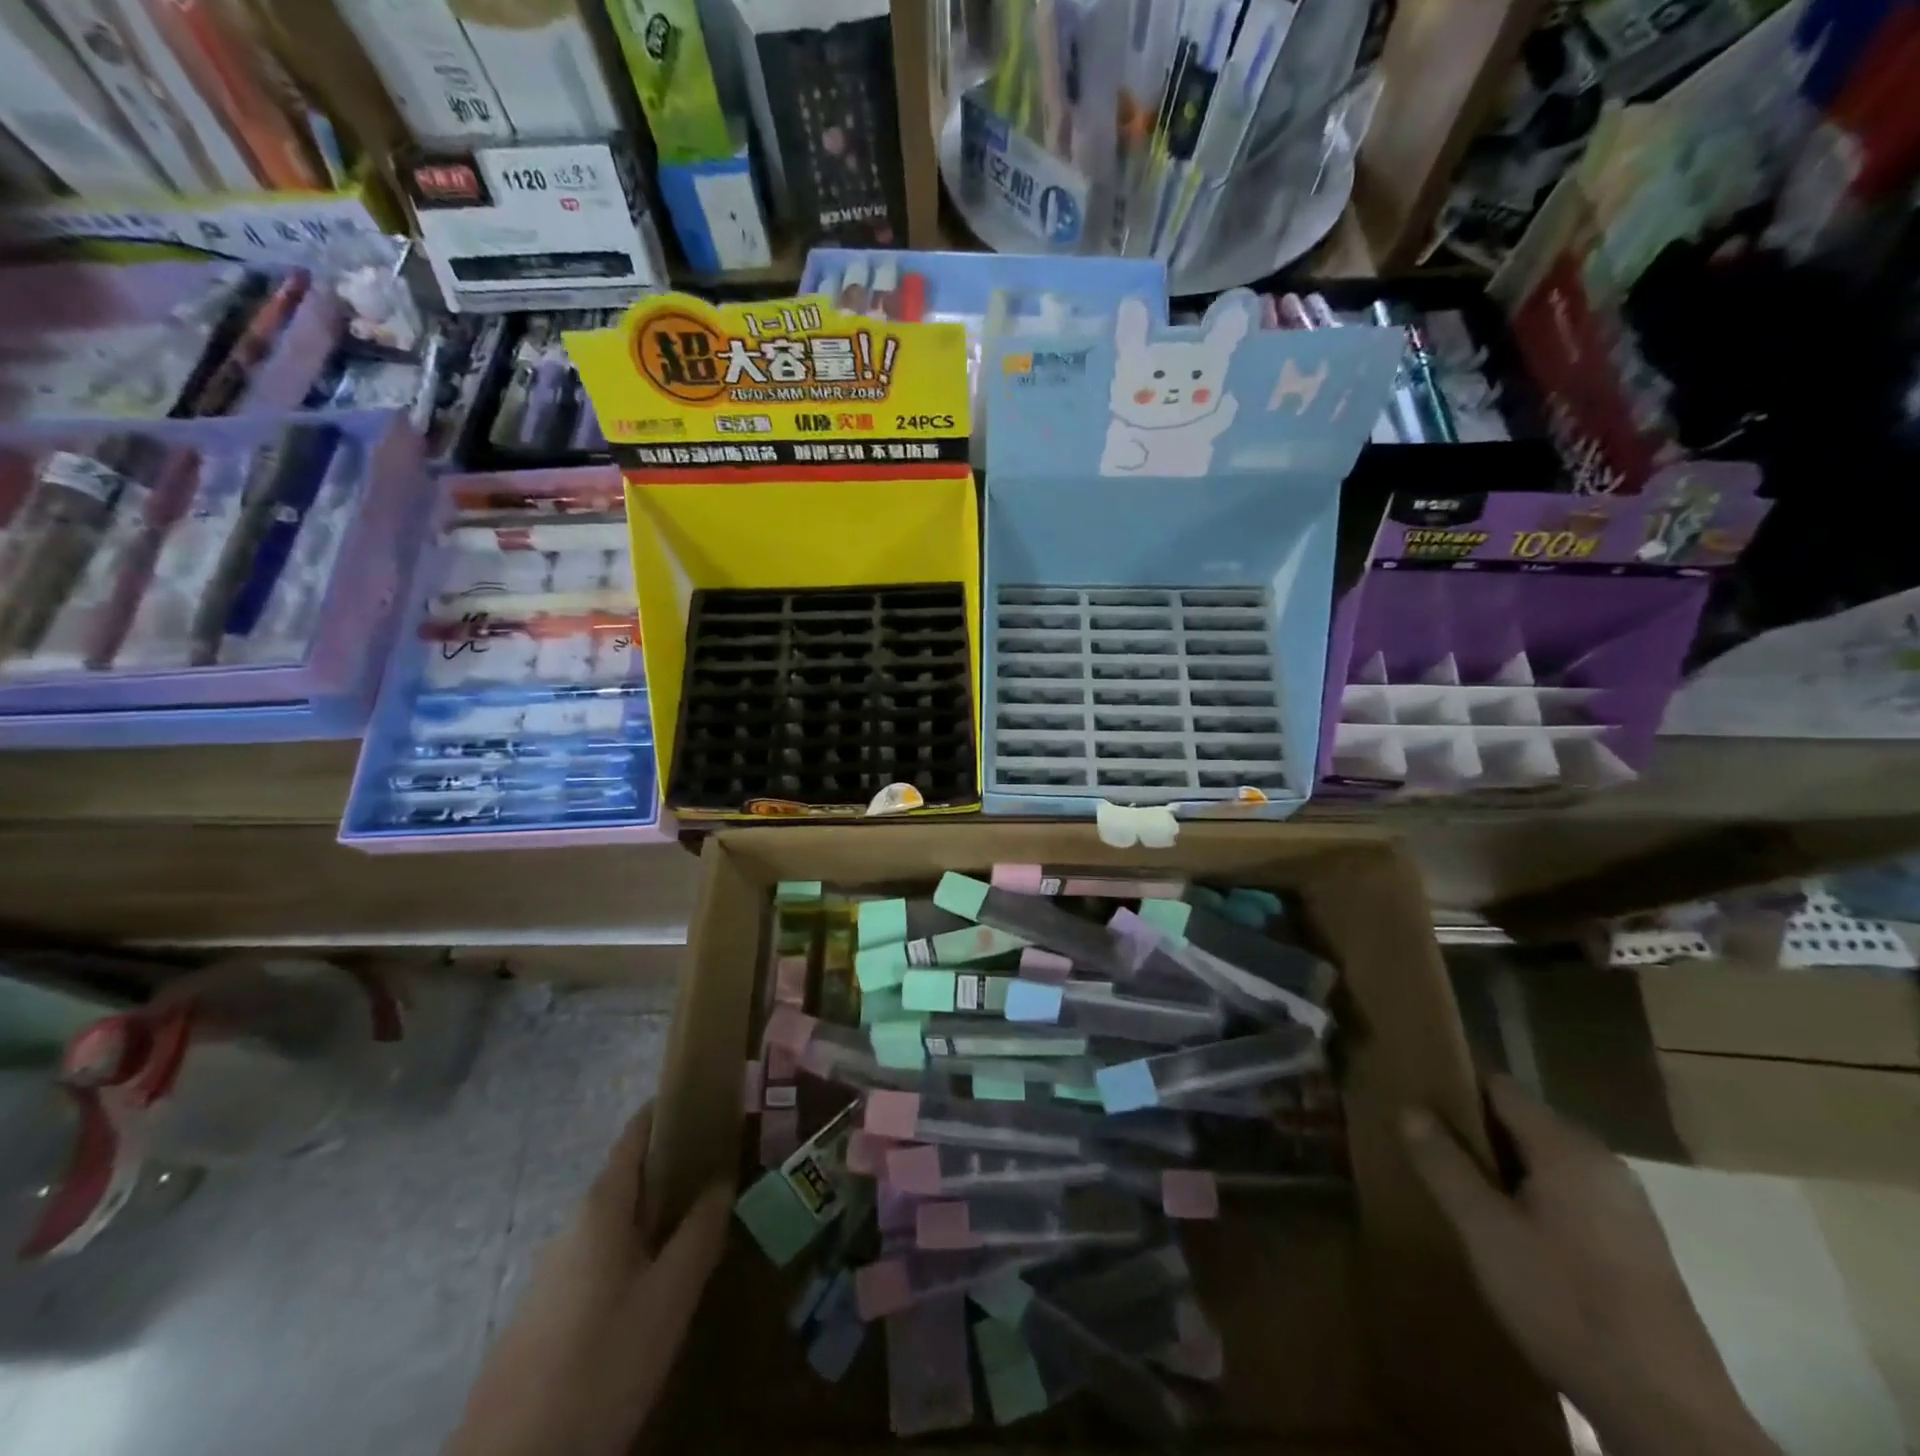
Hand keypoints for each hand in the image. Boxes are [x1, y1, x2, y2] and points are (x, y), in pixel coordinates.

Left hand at [444, 1104, 730, 1455]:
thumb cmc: (603, 1361)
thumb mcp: (670, 1296)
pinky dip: (632, 1251)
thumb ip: (701, 1232)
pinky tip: (654, 1287)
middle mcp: (571, 1226)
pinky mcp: (543, 1314)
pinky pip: (598, 1260)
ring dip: (654, 1214)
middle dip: (672, 1168)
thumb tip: (722, 1180)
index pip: (635, 1134)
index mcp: (601, 1207)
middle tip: (719, 1171)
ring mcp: (552, 1272)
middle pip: (626, 1178)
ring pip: (614, 1223)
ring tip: (697, 1227)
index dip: (668, 1111)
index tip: (706, 1100)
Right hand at [1401, 1076, 1777, 1455]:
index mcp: (1568, 1149)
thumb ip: (1444, 1164)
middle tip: (1427, 1150)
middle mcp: (1603, 1164)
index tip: (1415, 1104)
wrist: (1669, 1415)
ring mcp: (1626, 1207)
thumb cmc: (1565, 1304)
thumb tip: (1409, 1108)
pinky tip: (1507, 1232)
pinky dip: (1532, 1197)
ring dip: (1501, 1168)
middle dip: (1474, 1132)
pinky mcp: (1635, 1246)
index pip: (1499, 1087)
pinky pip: (1569, 1195)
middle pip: (1523, 1122)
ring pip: (1545, 1161)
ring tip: (1457, 1189)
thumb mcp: (1485, 1230)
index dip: (1454, 1089)